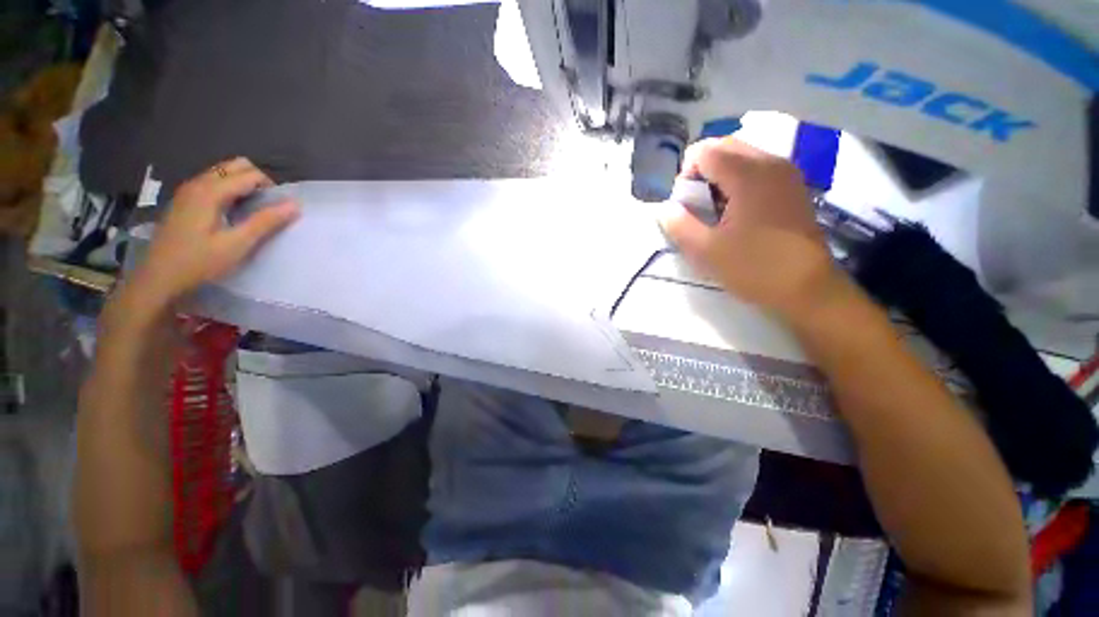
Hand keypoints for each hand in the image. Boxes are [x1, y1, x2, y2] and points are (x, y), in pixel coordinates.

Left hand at [125, 157, 298, 313]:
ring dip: (242, 185)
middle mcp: (198, 183)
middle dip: (257, 180)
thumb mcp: (237, 244)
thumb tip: (295, 204)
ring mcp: (188, 191)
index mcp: (210, 191)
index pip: (250, 174)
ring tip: (252, 210)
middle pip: (235, 166)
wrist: (158, 279)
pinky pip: (212, 182)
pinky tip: (231, 213)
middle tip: (267, 206)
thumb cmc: (199, 262)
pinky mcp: (184, 201)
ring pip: (223, 172)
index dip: (270, 187)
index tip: (279, 209)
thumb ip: (265, 222)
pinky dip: (229, 190)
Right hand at [659, 137, 842, 321]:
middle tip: (697, 207)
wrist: (807, 288)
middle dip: (701, 172)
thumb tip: (665, 208)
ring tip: (716, 212)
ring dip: (719, 177)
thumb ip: (679, 225)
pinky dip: (738, 182)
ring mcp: (786, 173)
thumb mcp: (705, 251)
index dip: (685, 175)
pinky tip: (736, 212)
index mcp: (748, 175)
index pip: (705, 152)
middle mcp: (770, 163)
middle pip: (724, 147)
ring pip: (741, 156)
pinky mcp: (793, 187)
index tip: (686, 206)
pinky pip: (757, 169)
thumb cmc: (754, 268)